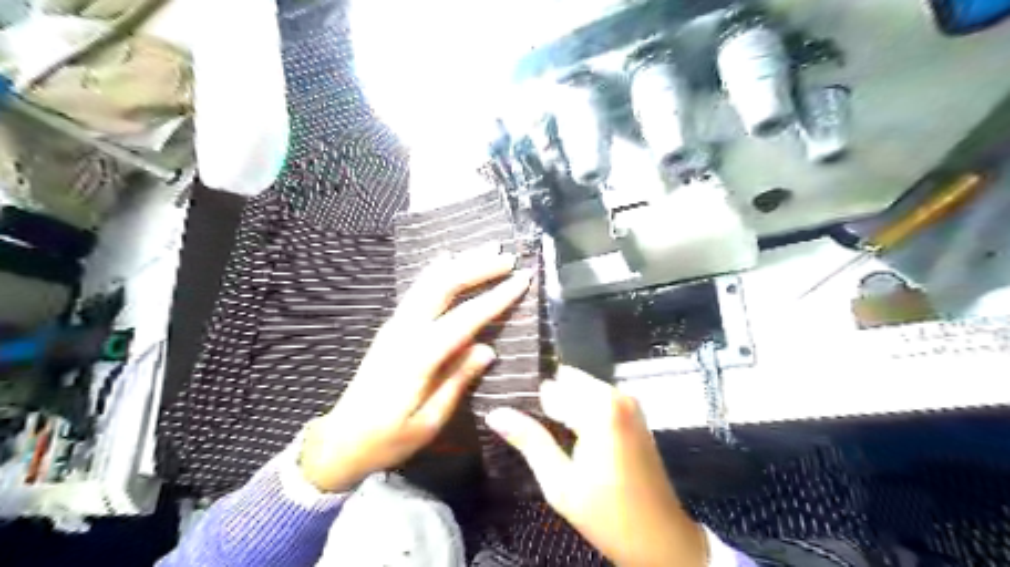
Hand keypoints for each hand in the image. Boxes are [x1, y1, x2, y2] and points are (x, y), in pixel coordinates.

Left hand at [299, 245, 530, 494]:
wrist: (341, 440)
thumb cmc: (388, 439)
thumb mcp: (429, 421)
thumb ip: (457, 381)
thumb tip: (488, 349)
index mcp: (417, 357)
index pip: (465, 319)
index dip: (496, 297)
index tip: (522, 279)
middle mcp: (404, 331)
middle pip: (443, 286)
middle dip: (477, 267)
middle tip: (508, 258)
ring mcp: (394, 325)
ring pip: (429, 282)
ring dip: (460, 263)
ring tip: (487, 250)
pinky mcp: (391, 328)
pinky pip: (418, 290)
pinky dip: (436, 271)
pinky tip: (447, 259)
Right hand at [485, 368, 703, 566]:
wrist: (661, 538)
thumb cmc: (608, 513)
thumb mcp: (560, 482)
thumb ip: (529, 441)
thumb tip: (495, 413)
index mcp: (599, 407)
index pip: (551, 388)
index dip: (530, 403)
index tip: (514, 418)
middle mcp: (616, 395)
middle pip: (568, 382)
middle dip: (549, 401)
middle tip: (531, 430)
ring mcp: (629, 403)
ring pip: (582, 389)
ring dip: (565, 406)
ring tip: (549, 435)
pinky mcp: (634, 414)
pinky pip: (597, 398)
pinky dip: (581, 410)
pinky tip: (571, 436)